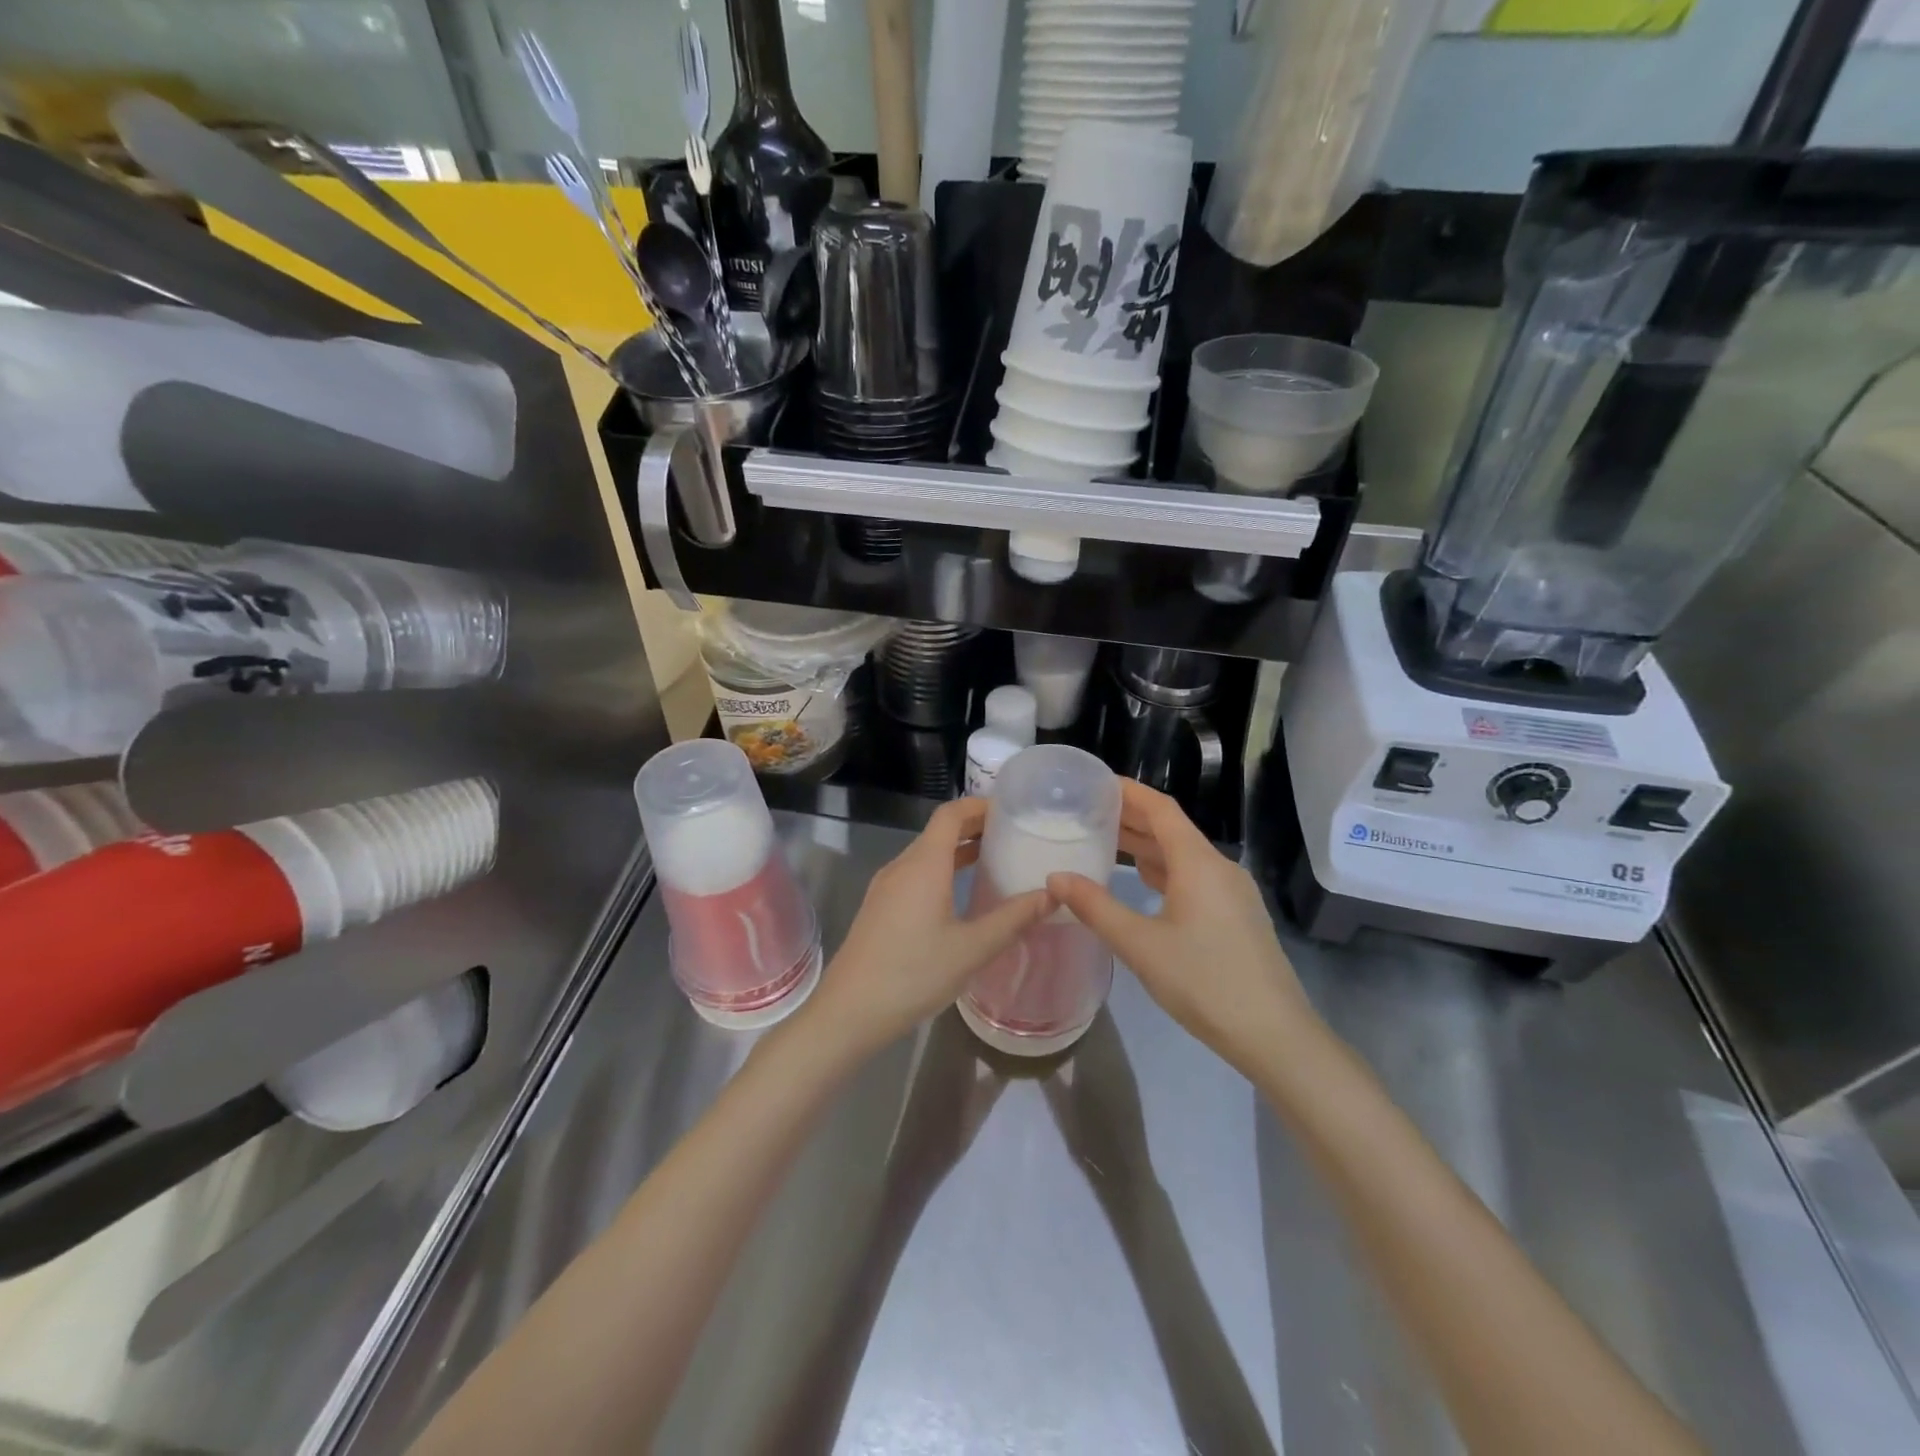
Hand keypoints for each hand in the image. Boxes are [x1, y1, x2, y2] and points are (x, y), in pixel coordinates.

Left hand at [805, 798, 1051, 1057]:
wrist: (849, 1011)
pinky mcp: (880, 907)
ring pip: (926, 854)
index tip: (1012, 812)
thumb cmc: (913, 974)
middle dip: (975, 827)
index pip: (951, 814)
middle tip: (1013, 836)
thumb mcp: (972, 948)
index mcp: (924, 864)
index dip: (980, 805)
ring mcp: (886, 886)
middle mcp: (902, 865)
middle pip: (939, 830)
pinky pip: (915, 874)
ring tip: (994, 861)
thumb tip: (1052, 895)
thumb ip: (1013, 918)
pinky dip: (942, 870)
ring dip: (958, 850)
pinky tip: (961, 895)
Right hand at [1047, 781, 1317, 1074]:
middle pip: (1171, 829)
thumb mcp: (1140, 945)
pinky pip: (1193, 877)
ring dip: (1146, 846)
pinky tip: (1141, 881)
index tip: (1094, 782)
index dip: (1128, 791)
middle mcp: (1219, 868)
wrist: (1274, 1035)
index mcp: (1199, 863)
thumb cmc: (1204, 982)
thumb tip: (1056, 877)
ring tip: (1105, 841)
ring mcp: (1232, 892)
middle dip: (1132, 817)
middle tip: (1087, 811)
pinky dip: (1163, 870)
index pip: (1160, 809)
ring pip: (1183, 855)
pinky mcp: (1236, 915)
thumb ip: (1095, 907)